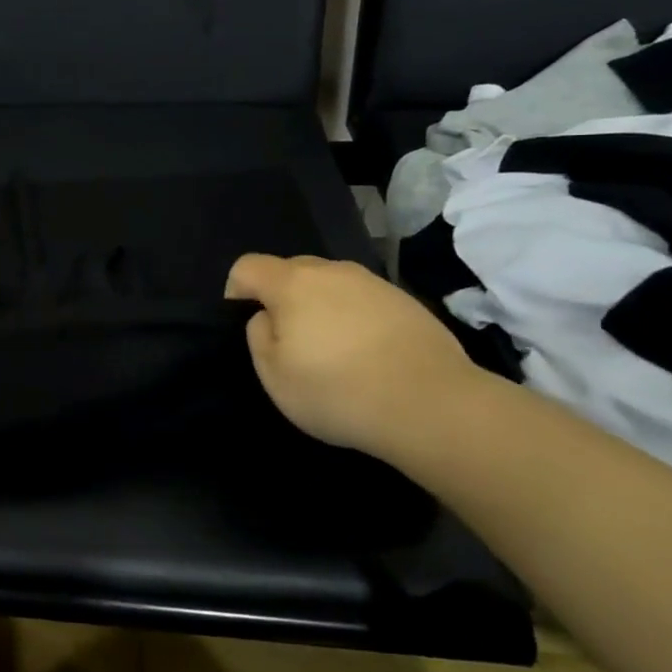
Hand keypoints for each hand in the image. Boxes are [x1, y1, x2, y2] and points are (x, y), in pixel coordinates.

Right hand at [226, 254, 479, 457]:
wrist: (433, 405)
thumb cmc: (338, 391)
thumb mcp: (274, 376)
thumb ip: (258, 336)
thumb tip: (268, 317)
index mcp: (292, 283)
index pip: (247, 266)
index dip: (237, 292)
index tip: (249, 326)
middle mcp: (331, 271)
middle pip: (290, 271)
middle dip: (282, 298)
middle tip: (292, 343)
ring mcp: (373, 283)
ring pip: (330, 284)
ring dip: (322, 308)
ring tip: (335, 352)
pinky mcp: (406, 301)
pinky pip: (364, 301)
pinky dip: (356, 319)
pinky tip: (370, 356)